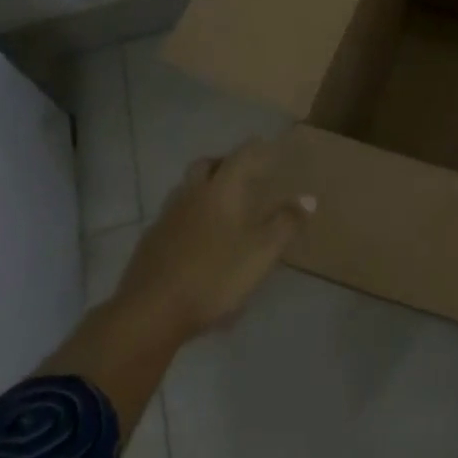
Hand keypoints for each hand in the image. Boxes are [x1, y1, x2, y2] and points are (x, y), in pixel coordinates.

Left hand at [108, 137, 314, 342]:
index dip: (254, 149)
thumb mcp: (261, 252)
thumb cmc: (214, 276)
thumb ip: (285, 223)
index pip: (240, 157)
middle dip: (223, 163)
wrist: (149, 313)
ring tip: (219, 205)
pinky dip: (188, 218)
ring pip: (185, 191)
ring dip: (202, 189)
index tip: (265, 144)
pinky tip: (196, 239)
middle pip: (205, 166)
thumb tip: (308, 198)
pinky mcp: (149, 245)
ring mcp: (165, 219)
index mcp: (219, 191)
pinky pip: (173, 218)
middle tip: (240, 172)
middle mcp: (190, 196)